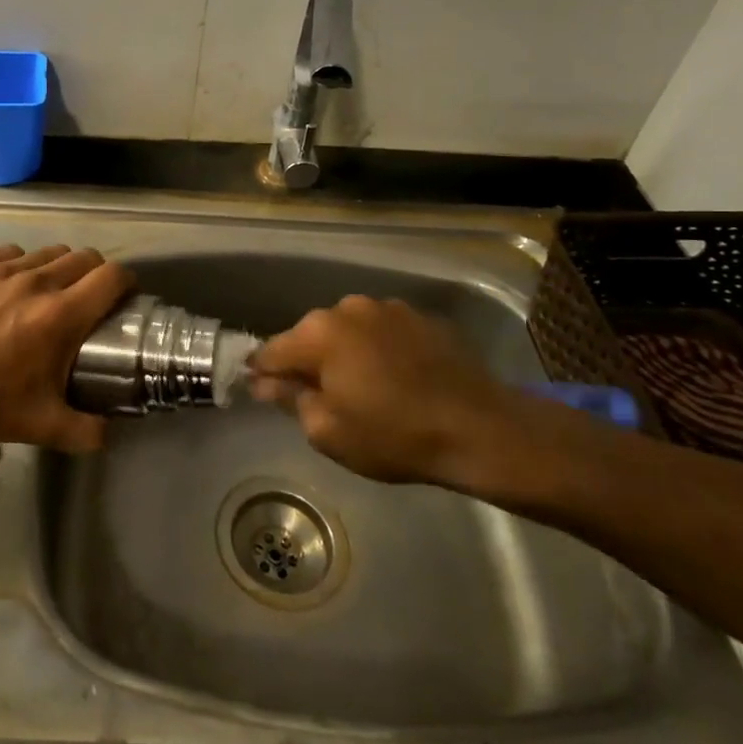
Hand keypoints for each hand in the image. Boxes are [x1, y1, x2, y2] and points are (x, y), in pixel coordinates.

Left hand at [0, 245, 134, 452]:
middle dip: (94, 273)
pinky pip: (9, 252)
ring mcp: (2, 270)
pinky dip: (18, 264)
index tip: (123, 296)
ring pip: (47, 252)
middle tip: (86, 298)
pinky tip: (8, 286)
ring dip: (57, 267)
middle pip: (83, 257)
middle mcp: (37, 282)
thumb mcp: (43, 426)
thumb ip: (86, 431)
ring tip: (46, 291)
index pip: (111, 277)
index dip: (125, 282)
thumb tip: (110, 432)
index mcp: (61, 315)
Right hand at [249, 296, 530, 489]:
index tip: (263, 392)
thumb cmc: (394, 436)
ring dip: (344, 353)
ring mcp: (386, 307)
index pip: (271, 351)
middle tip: (319, 399)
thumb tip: (264, 382)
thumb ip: (290, 400)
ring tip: (362, 388)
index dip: (262, 373)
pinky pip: (381, 331)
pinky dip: (377, 349)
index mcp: (318, 333)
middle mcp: (346, 308)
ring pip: (346, 331)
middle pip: (309, 336)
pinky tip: (395, 378)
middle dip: (307, 362)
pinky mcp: (419, 316)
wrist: (481, 429)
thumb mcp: (328, 431)